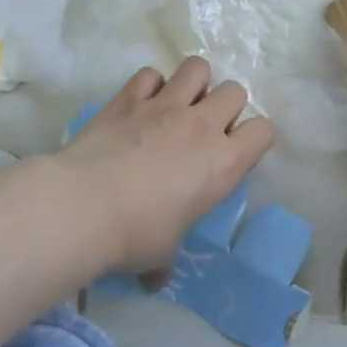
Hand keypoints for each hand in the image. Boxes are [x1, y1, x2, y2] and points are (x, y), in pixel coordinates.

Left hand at [55, 58, 276, 274]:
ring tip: (178, 105)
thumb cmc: (136, 235)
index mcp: (224, 162)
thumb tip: (156, 279)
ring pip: (197, 68)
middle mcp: (202, 125)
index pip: (263, 131)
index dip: (255, 139)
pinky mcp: (129, 97)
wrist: (83, 206)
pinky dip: (150, 86)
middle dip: (226, 105)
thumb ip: (167, 258)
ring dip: (194, 83)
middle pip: (236, 91)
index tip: (236, 154)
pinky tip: (140, 105)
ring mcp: (165, 105)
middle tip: (205, 130)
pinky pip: (150, 74)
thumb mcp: (163, 253)